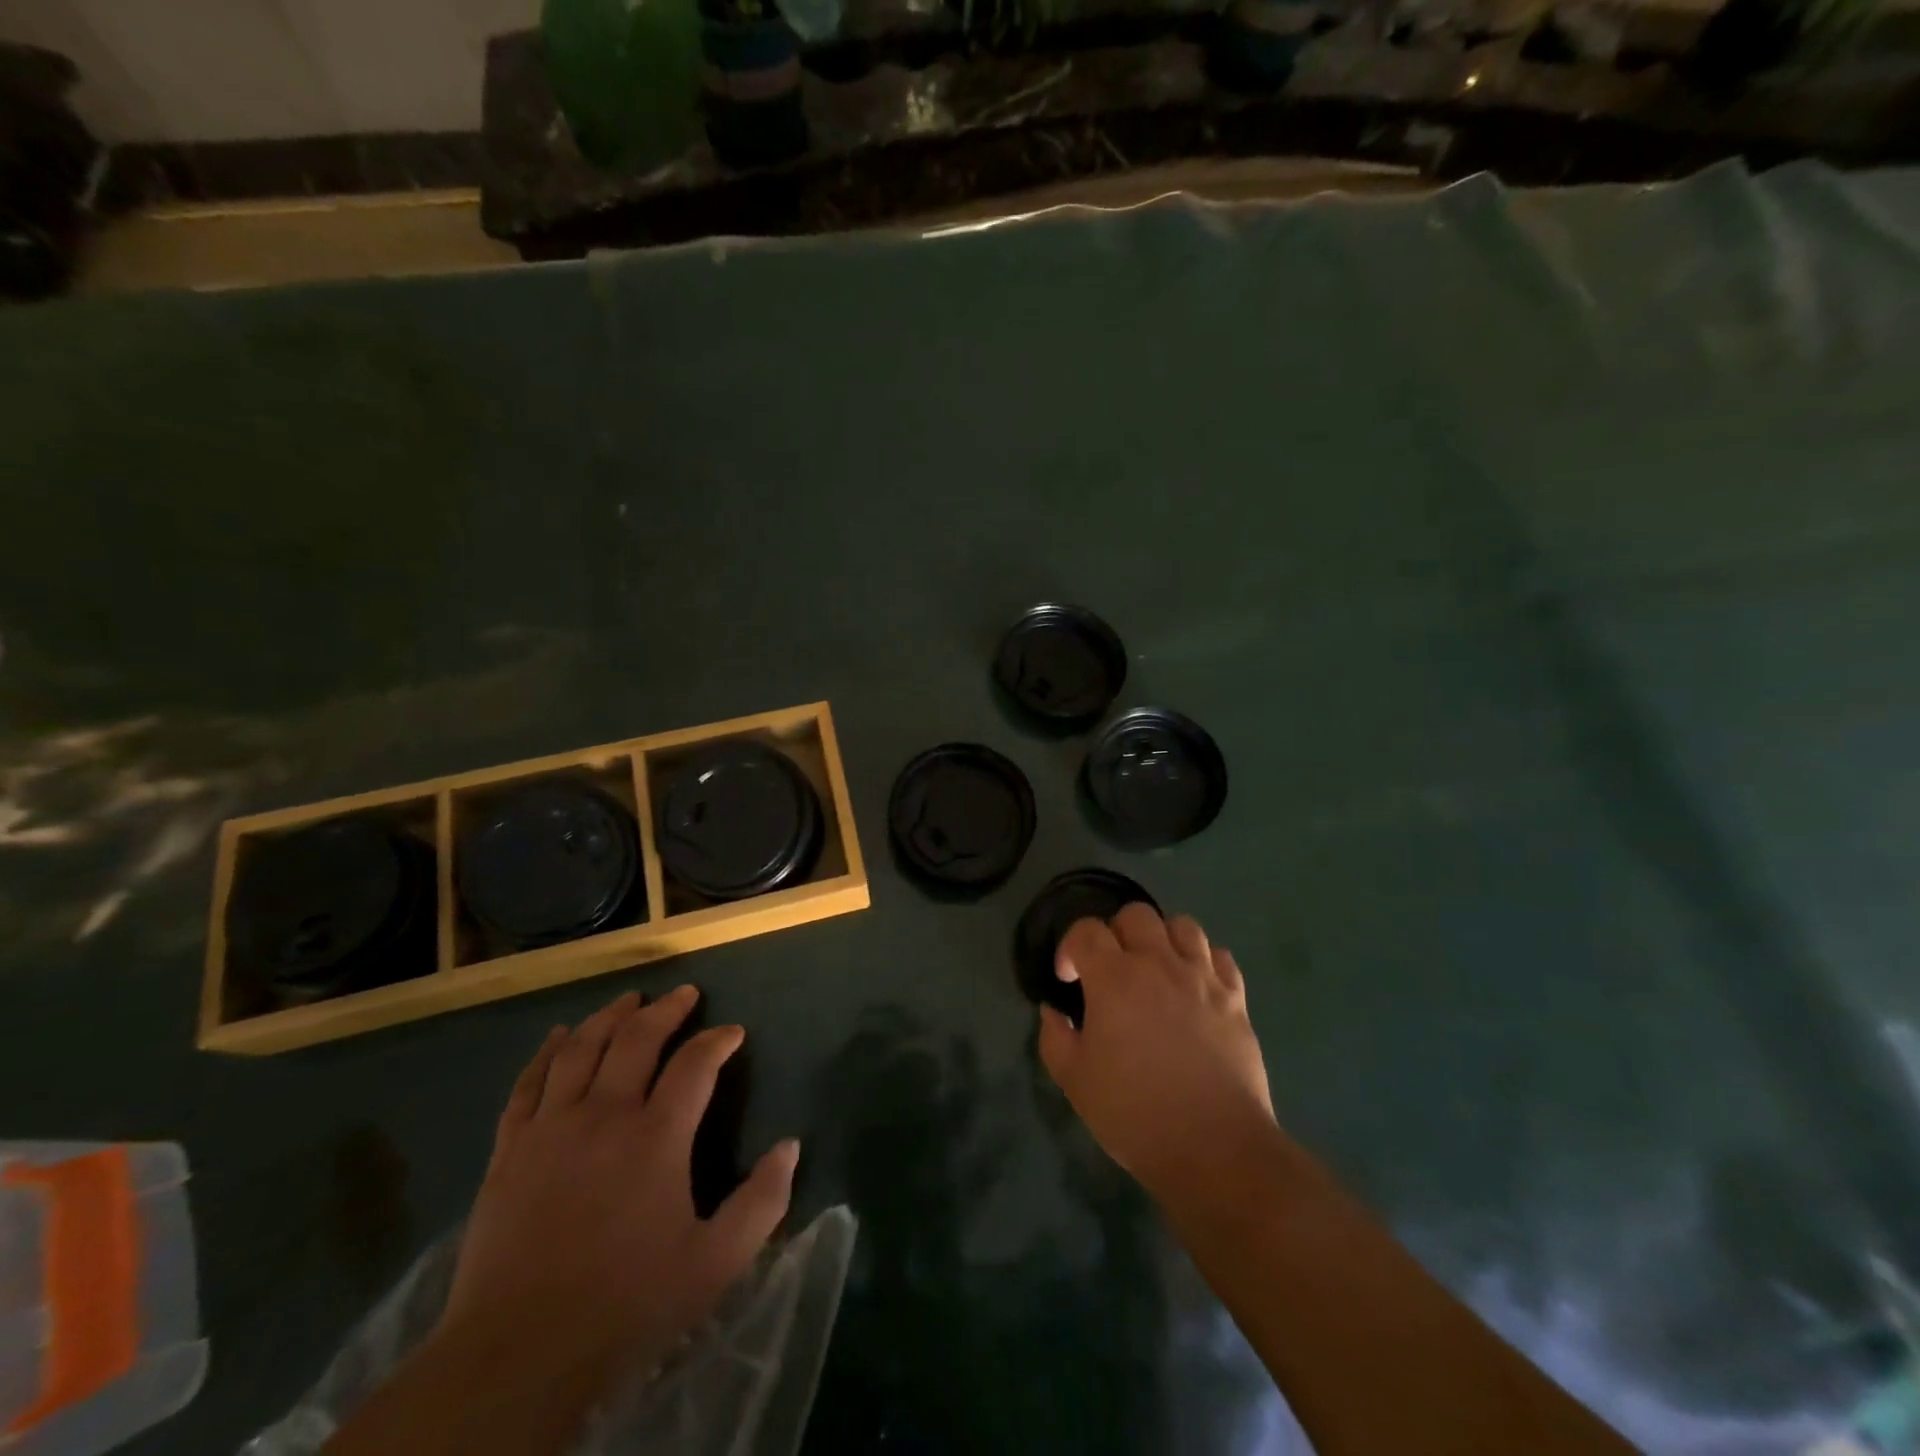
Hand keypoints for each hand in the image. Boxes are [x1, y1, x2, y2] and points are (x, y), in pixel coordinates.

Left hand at [441, 987, 798, 1380]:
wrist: (515, 1356)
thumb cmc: (625, 1305)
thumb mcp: (714, 1263)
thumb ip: (762, 1201)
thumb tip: (791, 1145)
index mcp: (657, 1136)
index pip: (696, 1063)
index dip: (718, 1040)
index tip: (733, 1033)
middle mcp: (604, 1115)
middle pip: (637, 1039)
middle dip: (666, 1010)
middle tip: (685, 994)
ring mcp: (551, 1128)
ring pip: (582, 1048)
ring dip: (609, 1017)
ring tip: (628, 1000)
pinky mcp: (509, 1150)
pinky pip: (528, 1083)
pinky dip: (547, 1052)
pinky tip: (559, 1036)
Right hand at [1038, 905, 1276, 1203]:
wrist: (1215, 1148)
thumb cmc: (1135, 1114)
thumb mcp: (1075, 1081)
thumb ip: (1055, 1038)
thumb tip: (1054, 1012)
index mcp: (1114, 978)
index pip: (1086, 930)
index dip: (1070, 948)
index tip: (1068, 980)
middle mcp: (1159, 964)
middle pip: (1136, 915)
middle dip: (1116, 933)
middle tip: (1112, 970)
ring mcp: (1202, 978)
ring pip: (1183, 926)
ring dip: (1163, 939)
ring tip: (1156, 970)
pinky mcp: (1236, 999)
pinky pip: (1221, 957)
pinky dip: (1204, 962)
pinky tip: (1195, 987)